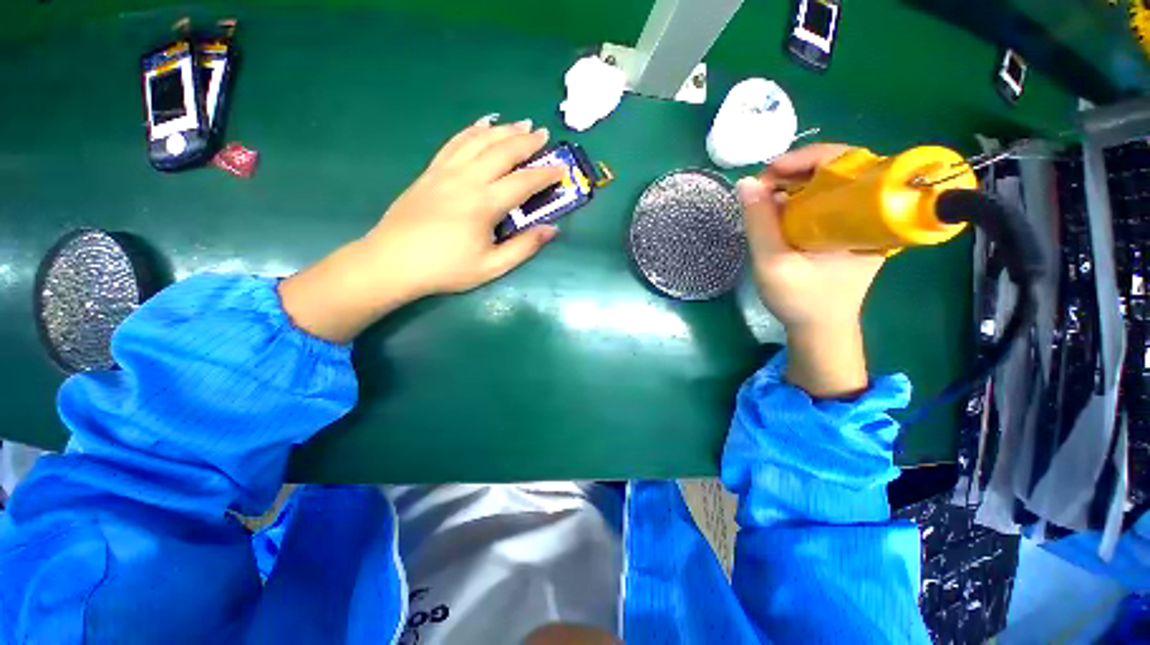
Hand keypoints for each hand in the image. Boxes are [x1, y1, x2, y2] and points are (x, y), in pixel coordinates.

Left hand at [279, 117, 564, 342]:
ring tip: (520, 124)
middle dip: (526, 141)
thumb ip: (524, 247)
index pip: (523, 182)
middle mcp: (466, 179)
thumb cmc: (446, 269)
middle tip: (544, 134)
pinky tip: (482, 125)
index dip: (545, 174)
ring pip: (479, 141)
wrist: (393, 262)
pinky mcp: (430, 172)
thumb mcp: (491, 266)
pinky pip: (455, 143)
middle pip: (502, 151)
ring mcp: (445, 172)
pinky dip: (471, 131)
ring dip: (503, 130)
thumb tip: (551, 230)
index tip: (562, 168)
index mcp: (484, 204)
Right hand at [737, 144, 884, 397]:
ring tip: (764, 200)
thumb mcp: (772, 263)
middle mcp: (870, 211)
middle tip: (761, 188)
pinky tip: (778, 212)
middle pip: (837, 169)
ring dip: (793, 186)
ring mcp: (859, 220)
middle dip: (794, 172)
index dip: (805, 158)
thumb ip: (759, 223)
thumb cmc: (801, 299)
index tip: (767, 173)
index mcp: (866, 216)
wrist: (820, 328)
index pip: (846, 162)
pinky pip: (824, 202)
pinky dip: (797, 200)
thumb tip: (745, 183)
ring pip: (828, 185)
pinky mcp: (847, 229)